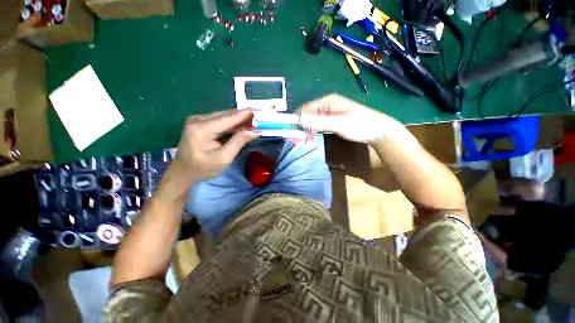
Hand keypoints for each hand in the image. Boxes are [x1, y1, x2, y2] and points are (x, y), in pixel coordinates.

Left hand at [172, 109, 256, 181]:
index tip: (258, 111)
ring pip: (223, 116)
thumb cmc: (203, 169)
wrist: (182, 173)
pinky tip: (241, 126)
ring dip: (238, 120)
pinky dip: (231, 123)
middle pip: (226, 115)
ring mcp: (197, 120)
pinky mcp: (199, 124)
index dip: (245, 114)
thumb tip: (254, 131)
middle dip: (243, 116)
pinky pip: (219, 120)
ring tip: (253, 122)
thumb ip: (238, 142)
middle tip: (258, 119)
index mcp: (202, 129)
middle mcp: (198, 120)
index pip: (228, 118)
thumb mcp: (223, 158)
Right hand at [299, 94, 389, 142]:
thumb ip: (318, 122)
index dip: (297, 119)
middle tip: (297, 138)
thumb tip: (298, 120)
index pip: (305, 108)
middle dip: (301, 125)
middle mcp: (327, 104)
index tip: (292, 132)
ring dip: (306, 129)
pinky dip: (313, 130)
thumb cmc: (359, 125)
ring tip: (303, 139)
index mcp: (327, 101)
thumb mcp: (338, 124)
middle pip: (308, 114)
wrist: (378, 130)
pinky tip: (311, 137)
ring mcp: (330, 112)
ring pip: (312, 119)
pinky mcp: (333, 119)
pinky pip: (318, 123)